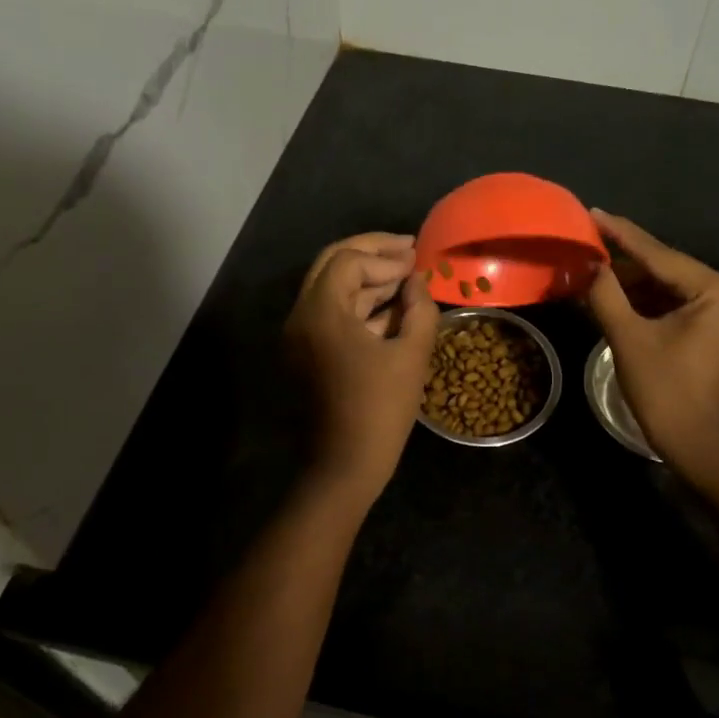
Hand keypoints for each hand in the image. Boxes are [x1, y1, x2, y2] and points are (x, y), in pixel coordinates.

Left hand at [285, 232, 439, 499]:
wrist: (343, 467)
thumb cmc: (380, 411)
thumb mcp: (411, 355)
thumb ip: (419, 309)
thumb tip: (417, 282)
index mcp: (320, 313)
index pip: (348, 261)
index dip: (386, 257)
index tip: (417, 262)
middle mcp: (301, 316)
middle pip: (332, 265)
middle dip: (371, 253)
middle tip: (407, 249)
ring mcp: (299, 336)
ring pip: (331, 289)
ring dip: (367, 279)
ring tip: (406, 278)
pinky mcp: (306, 353)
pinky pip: (331, 315)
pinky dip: (359, 306)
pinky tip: (393, 308)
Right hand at [586, 210, 718, 474]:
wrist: (703, 449)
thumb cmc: (668, 393)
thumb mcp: (630, 339)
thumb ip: (606, 294)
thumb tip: (587, 263)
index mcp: (715, 289)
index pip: (658, 253)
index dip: (620, 234)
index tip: (591, 213)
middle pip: (664, 268)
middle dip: (623, 262)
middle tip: (584, 246)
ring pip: (667, 288)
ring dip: (630, 284)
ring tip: (590, 271)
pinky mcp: (714, 332)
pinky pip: (674, 306)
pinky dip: (644, 304)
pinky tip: (612, 298)